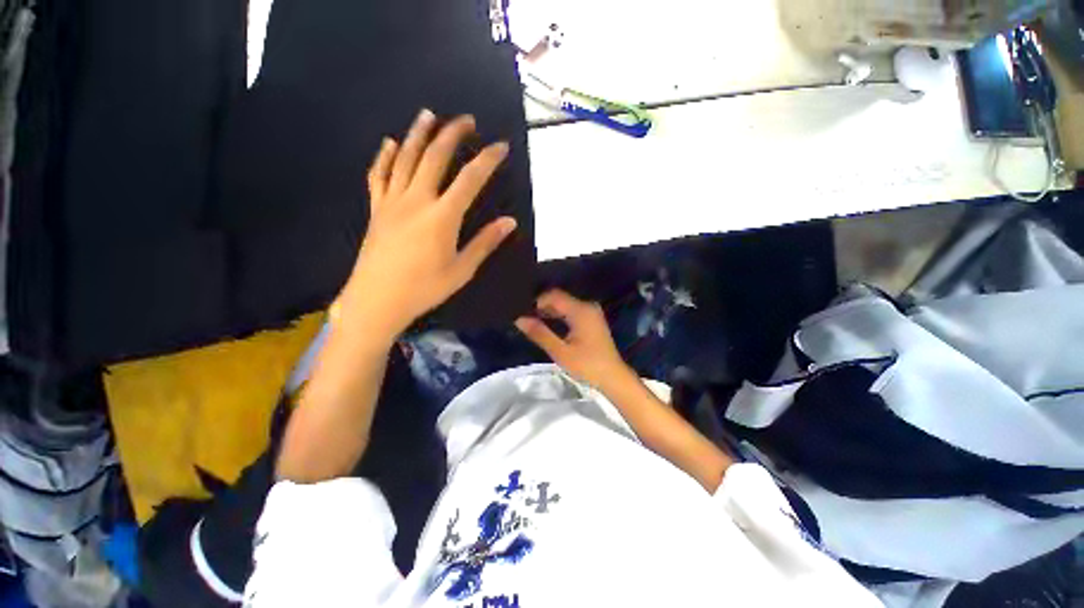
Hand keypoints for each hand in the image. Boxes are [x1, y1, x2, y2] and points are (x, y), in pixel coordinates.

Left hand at [340, 109, 517, 341]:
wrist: (377, 300)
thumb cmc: (424, 288)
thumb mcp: (461, 269)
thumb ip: (485, 242)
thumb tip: (509, 221)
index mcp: (442, 216)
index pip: (470, 179)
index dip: (487, 160)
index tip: (500, 146)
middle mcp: (417, 200)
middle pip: (435, 157)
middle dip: (452, 134)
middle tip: (466, 120)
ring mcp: (392, 201)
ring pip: (405, 158)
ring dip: (418, 134)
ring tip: (429, 115)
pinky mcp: (377, 209)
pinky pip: (379, 175)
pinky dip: (385, 156)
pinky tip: (390, 143)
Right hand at [515, 289, 635, 393]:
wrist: (613, 377)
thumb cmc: (587, 365)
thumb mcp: (560, 351)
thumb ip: (540, 333)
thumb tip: (519, 319)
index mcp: (581, 310)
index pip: (554, 295)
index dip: (537, 301)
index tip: (523, 312)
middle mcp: (587, 306)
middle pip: (560, 299)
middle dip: (542, 306)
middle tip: (525, 318)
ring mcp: (591, 312)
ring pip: (565, 305)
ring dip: (550, 312)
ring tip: (533, 322)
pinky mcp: (592, 320)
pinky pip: (572, 311)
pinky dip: (559, 316)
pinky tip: (549, 325)